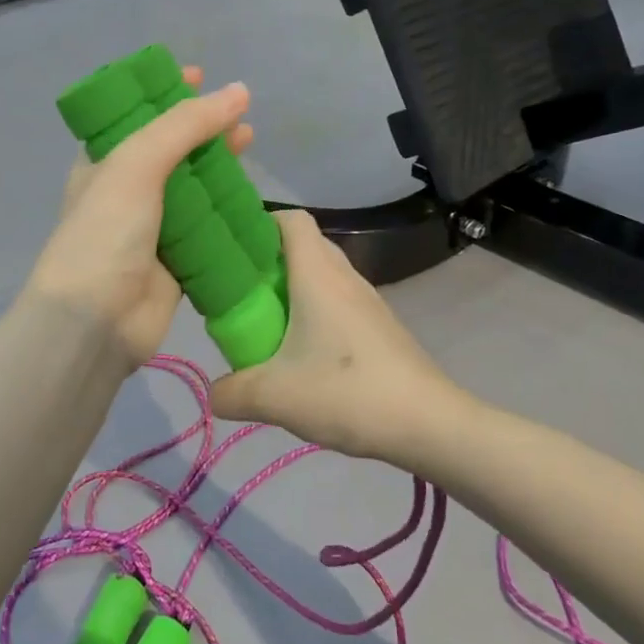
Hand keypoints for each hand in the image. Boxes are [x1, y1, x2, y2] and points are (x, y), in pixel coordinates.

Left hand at [25, 70, 252, 364]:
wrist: (96, 321)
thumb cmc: (106, 232)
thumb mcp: (137, 164)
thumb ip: (185, 125)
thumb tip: (238, 91)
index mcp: (103, 162)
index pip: (135, 116)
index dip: (163, 93)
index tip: (196, 74)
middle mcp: (126, 191)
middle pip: (171, 149)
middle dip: (202, 128)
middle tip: (238, 113)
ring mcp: (152, 227)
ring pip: (193, 188)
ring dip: (219, 166)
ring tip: (250, 142)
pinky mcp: (177, 261)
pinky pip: (207, 228)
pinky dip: (228, 212)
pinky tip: (252, 197)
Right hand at [211, 211, 468, 462]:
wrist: (429, 423)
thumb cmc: (348, 393)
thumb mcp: (275, 397)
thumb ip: (232, 393)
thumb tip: (214, 393)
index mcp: (318, 275)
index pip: (290, 220)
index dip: (259, 223)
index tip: (231, 249)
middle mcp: (344, 277)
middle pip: (304, 245)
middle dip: (268, 259)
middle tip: (239, 290)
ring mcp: (366, 301)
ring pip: (322, 275)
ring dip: (292, 288)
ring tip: (265, 322)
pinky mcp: (379, 326)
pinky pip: (338, 301)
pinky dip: (313, 311)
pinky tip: (301, 352)